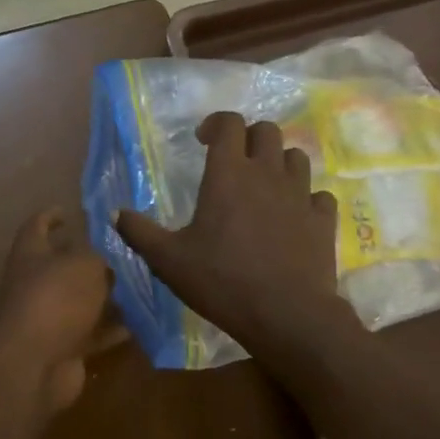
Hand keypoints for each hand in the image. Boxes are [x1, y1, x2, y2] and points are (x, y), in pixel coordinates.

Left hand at [0, 208, 122, 414]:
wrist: (34, 364)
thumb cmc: (56, 300)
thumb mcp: (85, 266)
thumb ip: (98, 258)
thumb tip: (104, 264)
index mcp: (31, 256)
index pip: (36, 227)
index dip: (49, 216)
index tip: (66, 210)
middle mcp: (34, 285)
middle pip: (61, 267)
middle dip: (87, 261)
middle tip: (121, 253)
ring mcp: (47, 320)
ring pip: (79, 303)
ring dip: (104, 297)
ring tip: (138, 286)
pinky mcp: (62, 349)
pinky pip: (91, 334)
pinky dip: (111, 329)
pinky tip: (139, 323)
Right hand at [116, 112, 354, 358]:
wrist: (286, 314)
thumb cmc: (222, 281)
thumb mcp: (168, 260)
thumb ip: (139, 232)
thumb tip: (116, 213)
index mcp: (229, 174)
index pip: (229, 124)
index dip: (216, 124)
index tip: (203, 141)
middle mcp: (268, 173)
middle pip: (267, 131)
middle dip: (249, 138)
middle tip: (235, 162)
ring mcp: (301, 194)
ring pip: (297, 157)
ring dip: (279, 163)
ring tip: (265, 186)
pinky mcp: (323, 219)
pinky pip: (319, 195)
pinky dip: (307, 198)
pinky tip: (295, 216)